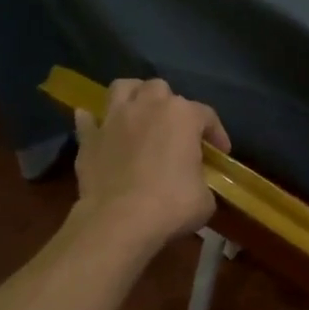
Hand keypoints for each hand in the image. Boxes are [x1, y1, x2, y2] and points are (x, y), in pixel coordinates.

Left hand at [72, 78, 229, 251]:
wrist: (120, 221)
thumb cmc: (172, 206)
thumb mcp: (205, 198)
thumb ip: (202, 180)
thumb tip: (194, 183)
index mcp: (182, 116)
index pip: (207, 115)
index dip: (216, 133)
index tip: (220, 153)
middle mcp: (147, 106)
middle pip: (161, 89)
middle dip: (170, 105)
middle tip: (175, 130)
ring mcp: (114, 119)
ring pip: (122, 88)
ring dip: (133, 96)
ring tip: (138, 114)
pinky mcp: (89, 138)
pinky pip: (88, 120)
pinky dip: (94, 122)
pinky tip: (100, 130)